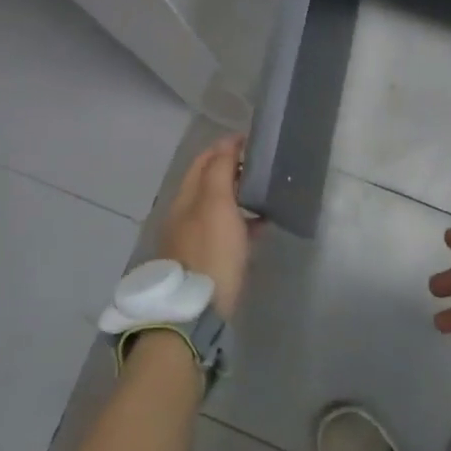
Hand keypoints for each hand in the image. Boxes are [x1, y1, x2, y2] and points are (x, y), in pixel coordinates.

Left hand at [157, 135, 256, 317]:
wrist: (195, 310)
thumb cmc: (210, 252)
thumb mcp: (216, 205)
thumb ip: (220, 171)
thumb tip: (227, 143)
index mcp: (186, 197)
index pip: (204, 160)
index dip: (226, 146)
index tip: (253, 140)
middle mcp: (185, 214)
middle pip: (209, 182)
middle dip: (232, 169)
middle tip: (263, 165)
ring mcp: (194, 238)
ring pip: (219, 207)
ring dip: (239, 195)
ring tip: (266, 192)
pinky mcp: (206, 259)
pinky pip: (225, 230)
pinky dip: (242, 222)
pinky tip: (261, 227)